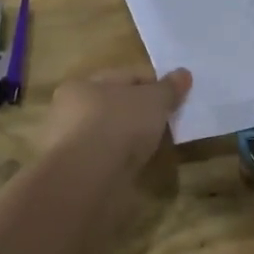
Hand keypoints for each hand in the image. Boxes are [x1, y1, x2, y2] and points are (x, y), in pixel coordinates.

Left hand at [38, 67, 192, 174]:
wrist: (88, 181)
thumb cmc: (118, 125)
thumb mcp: (153, 100)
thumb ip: (168, 88)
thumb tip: (184, 73)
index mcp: (81, 85)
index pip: (123, 77)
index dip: (152, 83)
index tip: (176, 96)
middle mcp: (68, 112)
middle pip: (115, 105)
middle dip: (140, 112)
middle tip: (167, 121)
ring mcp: (70, 146)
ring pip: (110, 134)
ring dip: (130, 139)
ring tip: (156, 147)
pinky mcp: (76, 175)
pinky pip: (107, 160)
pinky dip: (122, 161)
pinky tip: (139, 167)